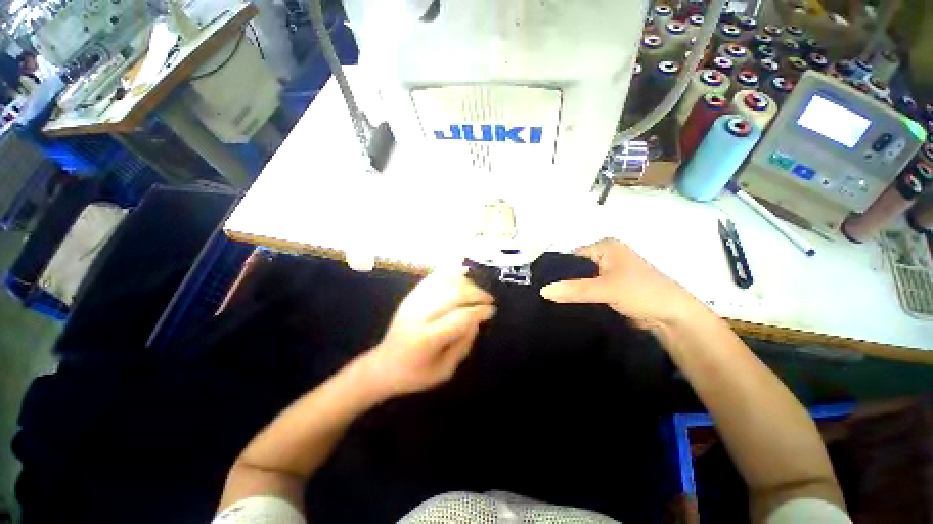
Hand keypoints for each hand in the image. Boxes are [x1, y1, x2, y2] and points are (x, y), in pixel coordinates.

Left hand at [362, 268, 495, 398]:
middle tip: (489, 299)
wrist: (383, 366)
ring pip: (444, 282)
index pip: (459, 317)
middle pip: (453, 294)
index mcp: (427, 338)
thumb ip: (463, 344)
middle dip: (476, 293)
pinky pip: (432, 278)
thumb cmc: (415, 375)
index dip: (479, 311)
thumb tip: (477, 320)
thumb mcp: (445, 370)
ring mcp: (412, 303)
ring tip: (477, 291)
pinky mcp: (410, 297)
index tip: (492, 310)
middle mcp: (418, 316)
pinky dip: (449, 272)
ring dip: (465, 283)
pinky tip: (461, 271)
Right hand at [540, 239, 710, 331]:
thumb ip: (573, 290)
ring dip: (570, 291)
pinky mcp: (610, 290)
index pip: (571, 256)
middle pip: (575, 269)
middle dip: (562, 281)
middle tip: (543, 295)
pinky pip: (588, 291)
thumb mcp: (605, 289)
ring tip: (549, 302)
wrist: (672, 318)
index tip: (539, 284)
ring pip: (581, 281)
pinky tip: (565, 306)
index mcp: (605, 246)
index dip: (555, 269)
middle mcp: (605, 256)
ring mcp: (608, 274)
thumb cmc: (642, 292)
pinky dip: (579, 298)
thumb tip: (542, 291)